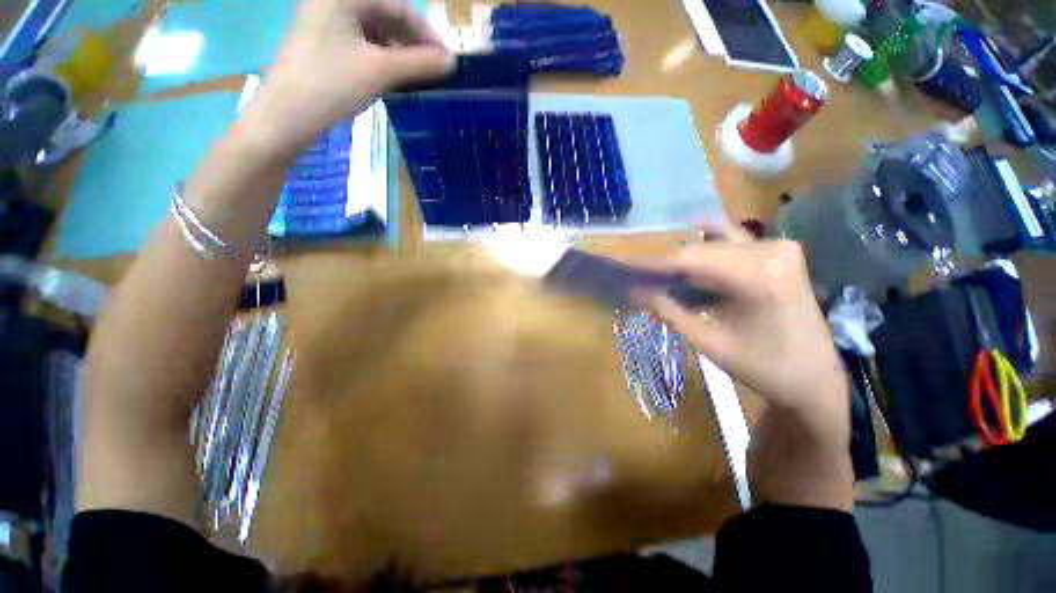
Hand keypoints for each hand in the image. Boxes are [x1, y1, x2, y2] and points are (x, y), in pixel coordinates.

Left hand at [250, 0, 453, 149]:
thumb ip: (419, 64)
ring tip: (417, 76)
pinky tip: (393, 77)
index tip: (445, 59)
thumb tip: (452, 62)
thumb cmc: (332, 85)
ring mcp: (325, 24)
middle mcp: (333, 3)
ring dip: (398, 52)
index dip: (426, 32)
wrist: (287, 116)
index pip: (398, 6)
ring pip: (374, 32)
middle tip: (433, 70)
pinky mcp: (322, 45)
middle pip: (384, 16)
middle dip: (412, 42)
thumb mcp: (381, 72)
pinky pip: (361, 45)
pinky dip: (381, 59)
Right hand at [647, 226, 849, 443]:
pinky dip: (707, 254)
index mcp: (758, 273)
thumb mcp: (709, 342)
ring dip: (686, 260)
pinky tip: (690, 264)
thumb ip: (670, 312)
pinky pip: (732, 244)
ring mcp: (778, 247)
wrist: (817, 379)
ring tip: (663, 277)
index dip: (653, 264)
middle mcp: (770, 248)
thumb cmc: (765, 367)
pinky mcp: (779, 252)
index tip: (625, 268)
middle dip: (667, 264)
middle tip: (640, 279)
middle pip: (701, 248)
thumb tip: (636, 292)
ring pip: (714, 243)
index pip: (689, 258)